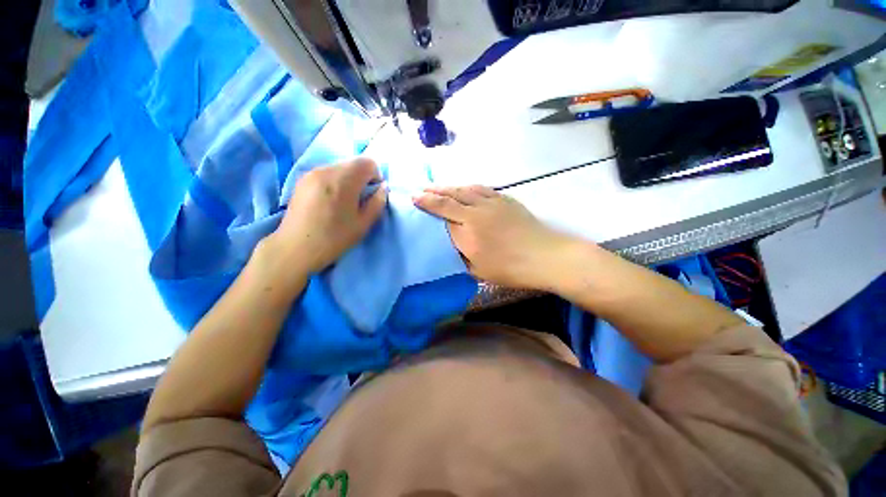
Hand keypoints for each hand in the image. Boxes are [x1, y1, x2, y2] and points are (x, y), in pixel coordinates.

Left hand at [265, 158, 386, 274]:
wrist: (295, 248)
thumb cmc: (334, 238)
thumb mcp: (363, 224)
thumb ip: (377, 202)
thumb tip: (383, 188)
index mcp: (342, 181)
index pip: (367, 163)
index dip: (376, 176)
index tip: (373, 193)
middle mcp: (326, 170)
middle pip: (353, 163)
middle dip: (363, 177)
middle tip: (360, 199)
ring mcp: (311, 173)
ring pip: (340, 167)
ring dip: (349, 179)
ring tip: (344, 201)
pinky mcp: (302, 179)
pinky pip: (327, 172)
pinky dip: (335, 181)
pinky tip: (330, 201)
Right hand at [414, 185, 580, 289]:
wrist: (545, 256)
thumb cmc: (510, 268)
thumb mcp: (478, 269)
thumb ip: (461, 252)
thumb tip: (452, 239)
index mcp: (468, 230)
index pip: (442, 211)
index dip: (427, 203)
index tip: (414, 197)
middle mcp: (477, 211)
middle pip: (451, 196)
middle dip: (433, 191)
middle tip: (421, 188)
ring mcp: (492, 202)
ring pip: (465, 189)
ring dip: (449, 186)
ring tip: (438, 186)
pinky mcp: (505, 199)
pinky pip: (482, 188)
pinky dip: (468, 186)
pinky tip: (465, 187)